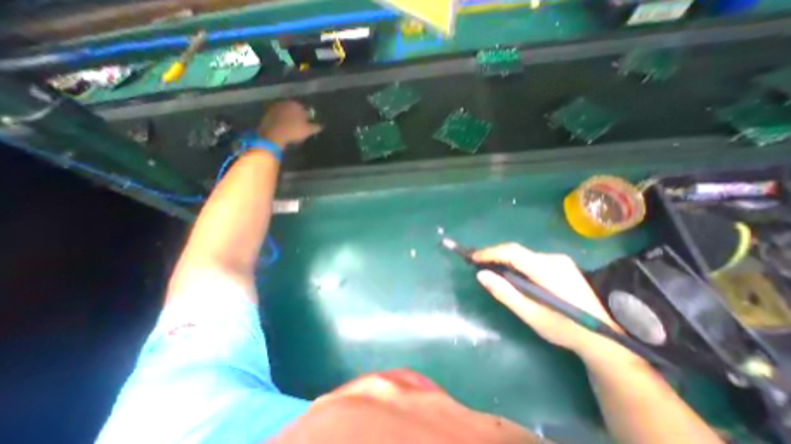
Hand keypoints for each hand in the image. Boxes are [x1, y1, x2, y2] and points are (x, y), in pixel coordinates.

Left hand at [258, 101, 322, 146]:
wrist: (274, 134)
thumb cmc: (294, 130)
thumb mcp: (308, 130)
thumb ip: (315, 127)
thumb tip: (321, 126)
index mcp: (295, 104)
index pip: (304, 109)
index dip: (307, 117)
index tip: (308, 125)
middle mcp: (284, 103)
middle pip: (293, 111)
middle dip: (297, 118)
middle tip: (300, 128)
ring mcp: (274, 108)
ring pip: (285, 115)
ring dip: (289, 121)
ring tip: (292, 131)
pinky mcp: (267, 115)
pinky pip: (278, 119)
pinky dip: (282, 123)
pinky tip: (284, 131)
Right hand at [468, 244, 631, 361]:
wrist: (604, 339)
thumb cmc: (564, 329)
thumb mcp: (531, 315)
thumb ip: (505, 293)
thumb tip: (481, 274)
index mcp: (548, 271)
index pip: (513, 252)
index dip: (490, 252)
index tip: (472, 258)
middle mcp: (554, 259)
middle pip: (516, 251)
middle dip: (494, 255)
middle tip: (476, 263)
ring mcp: (559, 260)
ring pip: (522, 254)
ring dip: (504, 259)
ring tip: (489, 268)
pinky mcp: (560, 264)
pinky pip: (530, 258)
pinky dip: (515, 262)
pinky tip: (509, 273)